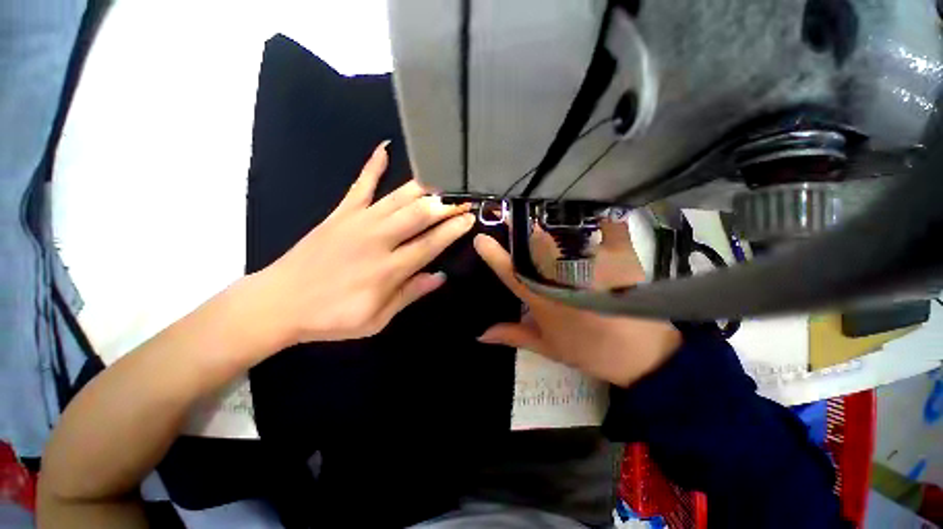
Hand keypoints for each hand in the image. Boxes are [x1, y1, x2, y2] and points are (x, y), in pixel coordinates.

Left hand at [255, 142, 474, 344]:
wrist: (278, 303)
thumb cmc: (331, 318)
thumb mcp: (377, 319)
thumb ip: (409, 294)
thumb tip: (440, 276)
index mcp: (388, 269)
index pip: (431, 243)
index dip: (453, 230)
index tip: (470, 218)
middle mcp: (378, 240)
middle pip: (418, 215)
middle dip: (445, 205)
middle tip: (464, 198)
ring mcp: (357, 222)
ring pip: (398, 198)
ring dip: (424, 189)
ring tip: (444, 180)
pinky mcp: (340, 214)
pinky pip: (360, 185)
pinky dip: (372, 166)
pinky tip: (384, 147)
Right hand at [473, 221, 680, 386]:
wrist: (640, 356)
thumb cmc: (588, 351)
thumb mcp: (546, 346)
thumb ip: (512, 335)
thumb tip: (480, 334)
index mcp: (542, 300)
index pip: (512, 273)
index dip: (494, 255)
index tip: (480, 238)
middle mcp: (563, 278)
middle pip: (537, 246)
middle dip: (520, 229)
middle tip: (509, 217)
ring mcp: (590, 267)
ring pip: (564, 237)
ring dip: (549, 225)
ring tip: (538, 216)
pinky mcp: (616, 261)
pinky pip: (604, 232)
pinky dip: (595, 222)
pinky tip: (585, 216)